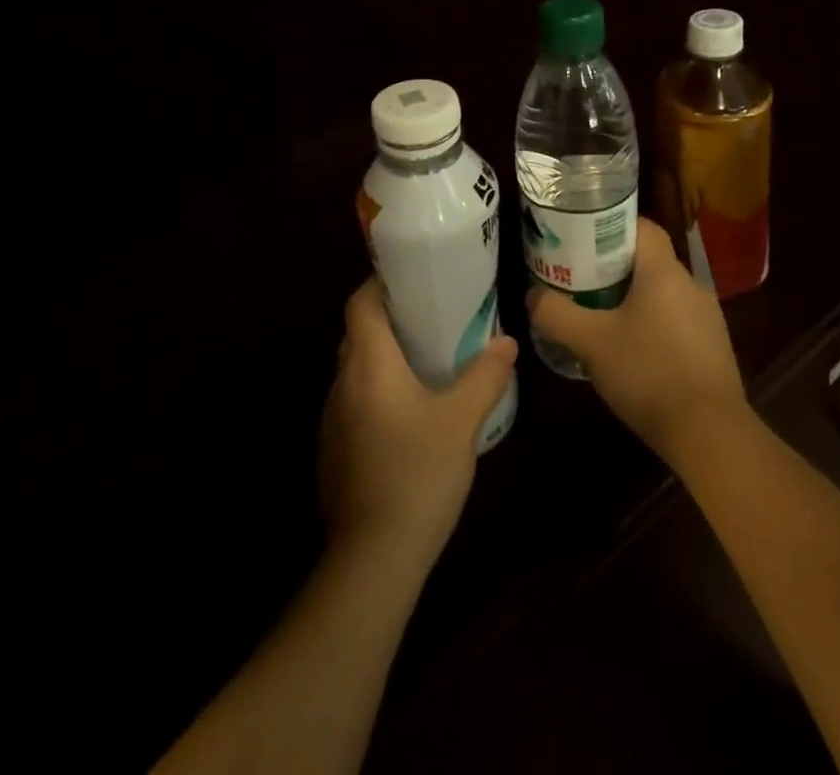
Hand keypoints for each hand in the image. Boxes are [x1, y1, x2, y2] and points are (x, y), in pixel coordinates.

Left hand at [319, 278, 517, 572]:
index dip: (378, 285)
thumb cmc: (418, 473)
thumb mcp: (462, 421)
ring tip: (423, 363)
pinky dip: (375, 394)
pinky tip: (407, 417)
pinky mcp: (333, 451)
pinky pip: (353, 404)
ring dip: (381, 360)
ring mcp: (332, 420)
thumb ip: (485, 376)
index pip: (359, 303)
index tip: (410, 281)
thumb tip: (507, 342)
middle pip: (356, 334)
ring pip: (354, 371)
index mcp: (368, 363)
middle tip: (428, 319)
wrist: (373, 558)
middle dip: (386, 320)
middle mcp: (342, 383)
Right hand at [528, 218, 748, 462]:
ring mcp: (707, 318)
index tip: (581, 239)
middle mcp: (691, 285)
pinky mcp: (713, 349)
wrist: (710, 435)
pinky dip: (651, 325)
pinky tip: (630, 352)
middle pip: (648, 260)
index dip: (610, 226)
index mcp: (664, 271)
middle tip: (578, 279)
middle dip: (612, 267)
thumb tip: (532, 297)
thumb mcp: (590, 342)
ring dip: (632, 299)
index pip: (641, 226)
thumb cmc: (648, 373)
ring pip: (661, 293)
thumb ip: (556, 314)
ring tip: (598, 316)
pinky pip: (675, 321)